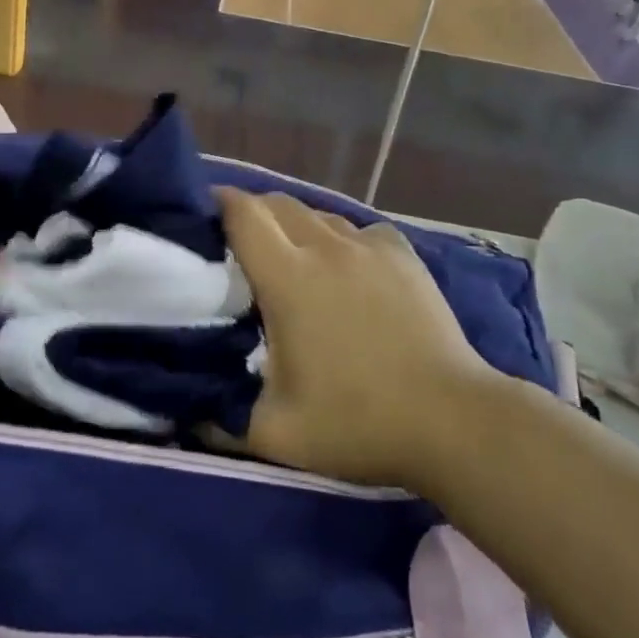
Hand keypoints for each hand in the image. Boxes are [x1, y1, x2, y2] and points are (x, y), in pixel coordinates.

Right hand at [219, 189, 496, 491]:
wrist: (453, 421)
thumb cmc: (358, 422)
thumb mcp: (275, 434)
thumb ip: (219, 420)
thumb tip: (185, 412)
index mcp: (289, 278)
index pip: (242, 214)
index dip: (217, 203)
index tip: (201, 215)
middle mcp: (326, 247)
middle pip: (277, 203)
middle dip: (251, 213)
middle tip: (239, 244)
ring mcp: (369, 246)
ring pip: (317, 214)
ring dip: (294, 226)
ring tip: (290, 257)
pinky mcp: (402, 253)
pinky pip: (357, 229)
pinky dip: (339, 239)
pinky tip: (345, 268)